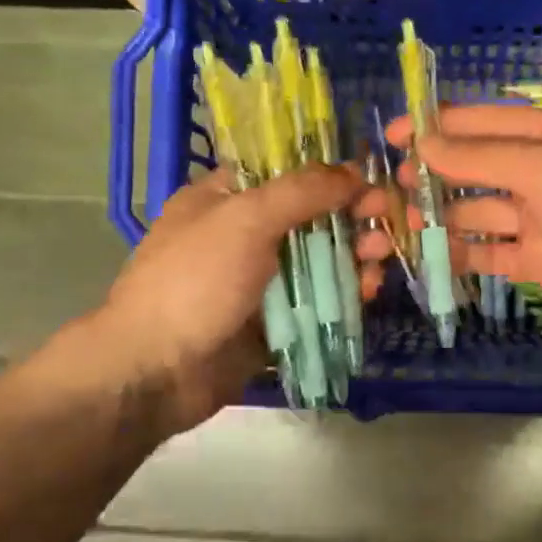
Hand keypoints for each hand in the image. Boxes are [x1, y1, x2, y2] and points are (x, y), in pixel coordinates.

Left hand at [47, 165, 360, 435]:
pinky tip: (367, 292)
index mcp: (223, 199)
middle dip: (350, 216)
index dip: (328, 172)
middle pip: (309, 216)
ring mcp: (257, 281)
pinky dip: (343, 294)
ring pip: (317, 260)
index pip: (285, 172)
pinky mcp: (272, 322)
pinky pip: (316, 301)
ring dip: (353, 255)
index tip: (370, 180)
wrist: (155, 371)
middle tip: (386, 220)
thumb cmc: (194, 281)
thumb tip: (353, 171)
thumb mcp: (246, 220)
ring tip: (380, 258)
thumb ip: (302, 191)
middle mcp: (242, 235)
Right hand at [358, 105, 541, 332]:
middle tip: (386, 193)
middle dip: (430, 178)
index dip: (434, 128)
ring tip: (397, 227)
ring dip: (439, 218)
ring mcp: (539, 218)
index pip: (480, 123)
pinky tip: (427, 259)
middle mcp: (539, 171)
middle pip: (473, 169)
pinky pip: (490, 252)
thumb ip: (481, 157)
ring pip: (476, 212)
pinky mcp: (539, 260)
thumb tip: (422, 143)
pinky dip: (461, 255)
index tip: (389, 139)